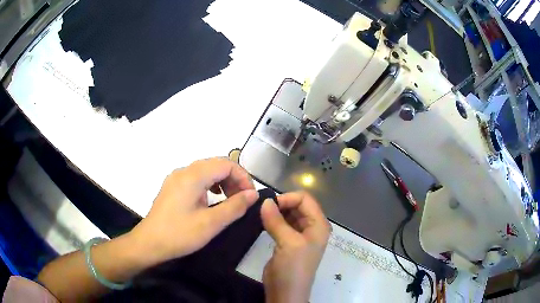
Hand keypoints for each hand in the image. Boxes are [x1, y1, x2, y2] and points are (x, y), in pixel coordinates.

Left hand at [129, 157, 258, 265]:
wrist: (149, 243)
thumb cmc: (180, 234)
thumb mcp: (211, 223)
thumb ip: (235, 206)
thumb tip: (253, 194)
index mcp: (193, 176)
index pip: (226, 164)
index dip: (243, 176)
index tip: (250, 196)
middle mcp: (183, 171)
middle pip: (215, 164)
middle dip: (233, 178)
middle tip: (243, 199)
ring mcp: (176, 178)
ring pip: (206, 170)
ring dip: (222, 181)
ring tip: (230, 199)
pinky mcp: (172, 187)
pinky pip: (196, 178)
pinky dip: (209, 185)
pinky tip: (211, 199)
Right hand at [261, 192, 330, 302]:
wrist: (285, 292)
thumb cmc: (293, 268)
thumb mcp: (288, 243)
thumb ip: (277, 221)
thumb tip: (265, 201)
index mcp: (318, 225)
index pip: (306, 200)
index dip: (288, 198)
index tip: (269, 204)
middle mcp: (311, 227)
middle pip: (298, 206)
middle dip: (281, 204)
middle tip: (263, 209)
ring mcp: (299, 235)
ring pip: (289, 215)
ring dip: (276, 212)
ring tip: (261, 214)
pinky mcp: (287, 242)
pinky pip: (282, 225)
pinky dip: (273, 221)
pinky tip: (263, 222)